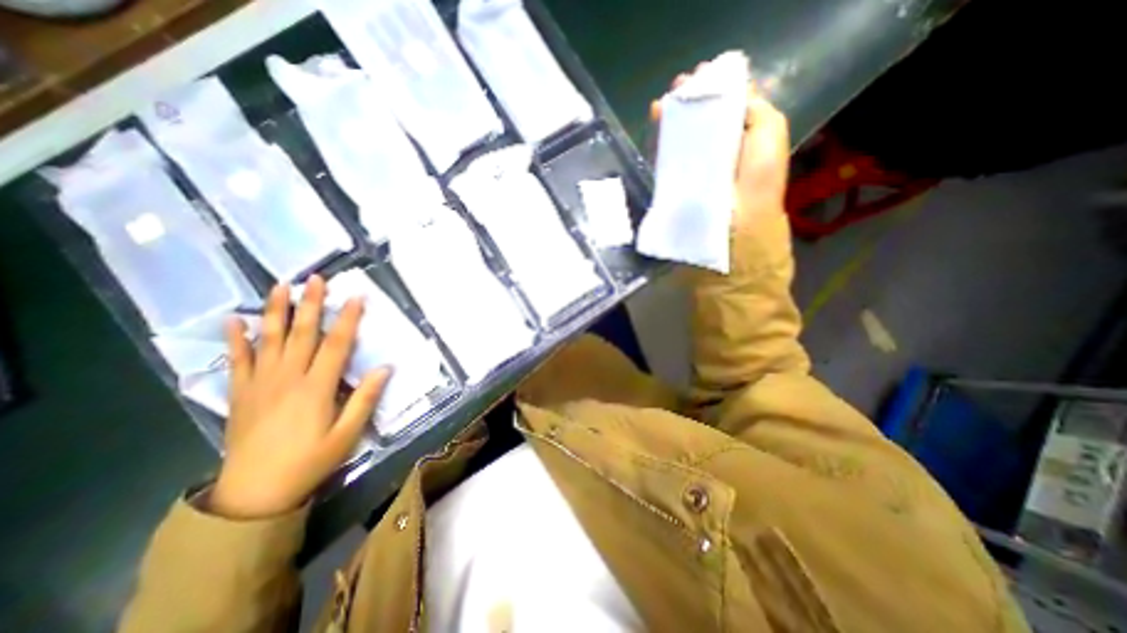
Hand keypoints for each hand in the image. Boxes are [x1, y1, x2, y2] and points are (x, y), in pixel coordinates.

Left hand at [211, 274, 392, 518]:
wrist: (254, 493)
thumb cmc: (310, 461)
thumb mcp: (347, 434)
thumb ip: (365, 399)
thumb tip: (385, 368)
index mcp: (316, 388)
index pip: (336, 345)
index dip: (348, 319)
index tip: (356, 297)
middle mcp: (288, 378)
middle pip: (302, 334)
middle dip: (311, 304)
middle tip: (316, 278)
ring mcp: (260, 383)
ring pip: (269, 339)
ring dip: (276, 310)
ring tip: (281, 286)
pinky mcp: (240, 393)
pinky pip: (238, 360)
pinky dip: (237, 339)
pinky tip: (236, 320)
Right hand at [653, 63, 789, 228]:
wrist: (737, 224)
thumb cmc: (758, 178)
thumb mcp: (771, 131)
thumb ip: (756, 109)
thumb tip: (733, 92)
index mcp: (742, 136)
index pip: (726, 106)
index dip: (713, 89)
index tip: (699, 76)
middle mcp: (719, 149)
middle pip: (702, 119)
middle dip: (690, 100)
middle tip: (678, 87)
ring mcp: (697, 166)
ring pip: (683, 134)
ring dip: (674, 115)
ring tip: (665, 101)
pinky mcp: (679, 180)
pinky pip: (668, 154)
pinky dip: (662, 136)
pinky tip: (657, 118)